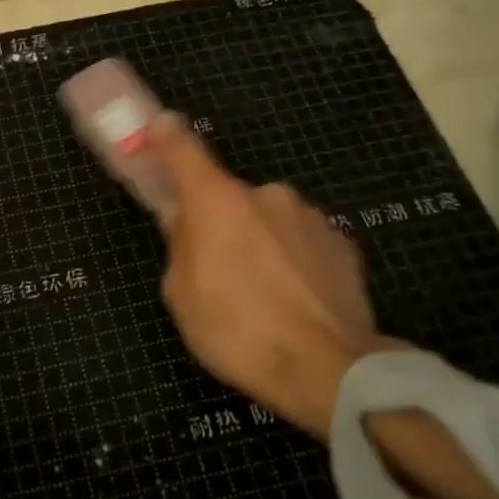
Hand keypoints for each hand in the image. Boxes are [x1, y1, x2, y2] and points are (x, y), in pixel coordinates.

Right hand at [140, 114, 386, 438]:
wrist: (329, 370)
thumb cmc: (237, 332)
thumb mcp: (181, 294)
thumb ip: (181, 247)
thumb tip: (189, 227)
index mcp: (215, 201)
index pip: (182, 148)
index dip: (164, 135)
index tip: (156, 129)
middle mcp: (264, 194)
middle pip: (227, 196)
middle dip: (218, 221)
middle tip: (216, 266)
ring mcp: (308, 215)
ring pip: (267, 219)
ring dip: (258, 241)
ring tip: (263, 293)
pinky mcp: (342, 242)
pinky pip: (300, 241)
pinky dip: (291, 259)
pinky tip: (294, 299)